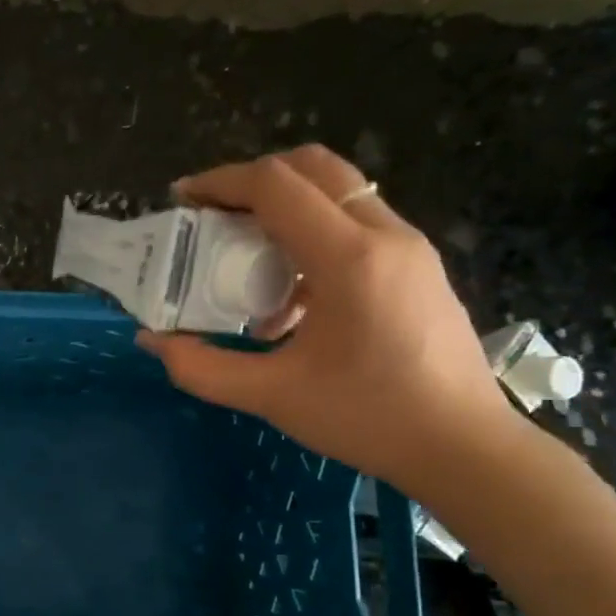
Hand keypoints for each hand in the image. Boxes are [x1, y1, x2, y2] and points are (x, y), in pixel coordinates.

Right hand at [136, 145, 527, 499]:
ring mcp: (408, 247)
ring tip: (244, 257)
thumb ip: (201, 368)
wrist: (464, 447)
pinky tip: (289, 299)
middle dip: (252, 181)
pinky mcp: (417, 266)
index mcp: (348, 258)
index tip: (181, 200)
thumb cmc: (368, 418)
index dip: (220, 182)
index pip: (276, 185)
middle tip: (211, 216)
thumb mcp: (272, 396)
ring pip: (337, 193)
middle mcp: (384, 234)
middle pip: (312, 168)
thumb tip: (150, 340)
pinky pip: (356, 225)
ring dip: (283, 208)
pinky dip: (311, 236)